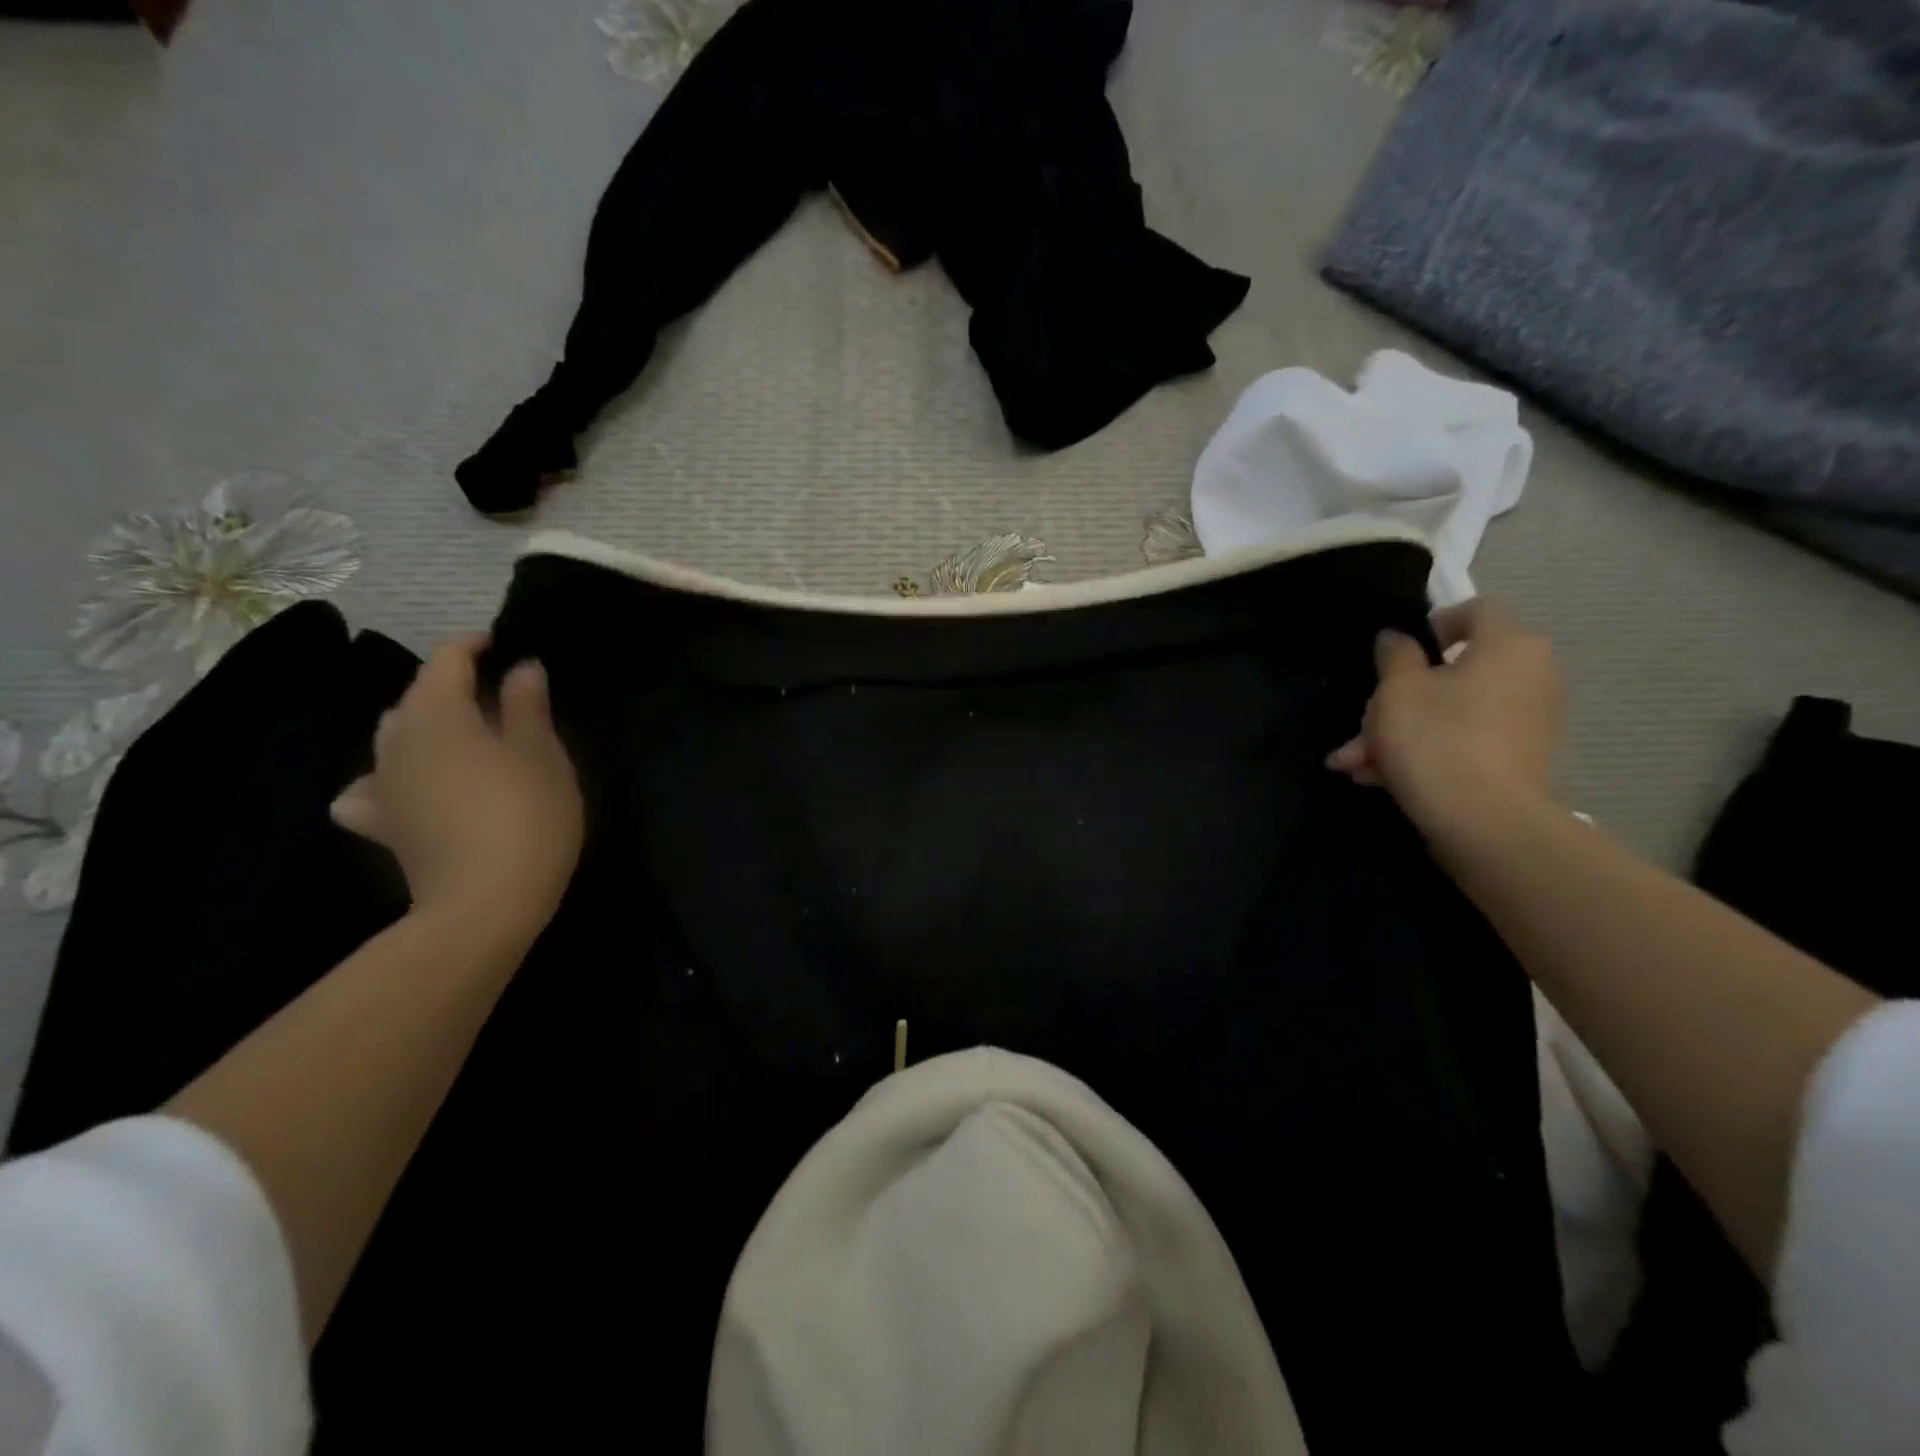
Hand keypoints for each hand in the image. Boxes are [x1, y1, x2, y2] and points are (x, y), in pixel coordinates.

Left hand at [331, 635, 582, 941]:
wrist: (485, 902)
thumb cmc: (527, 816)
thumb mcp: (542, 755)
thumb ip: (528, 706)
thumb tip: (521, 668)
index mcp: (441, 716)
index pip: (446, 660)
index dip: (472, 645)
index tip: (501, 643)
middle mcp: (400, 741)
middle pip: (415, 697)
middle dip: (448, 684)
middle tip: (493, 691)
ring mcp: (384, 784)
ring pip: (392, 736)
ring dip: (422, 724)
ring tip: (459, 732)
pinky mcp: (383, 824)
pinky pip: (372, 788)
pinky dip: (389, 777)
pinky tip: (407, 787)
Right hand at [1325, 598, 1563, 837]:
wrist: (1483, 821)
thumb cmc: (1436, 738)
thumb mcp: (1397, 690)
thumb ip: (1396, 656)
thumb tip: (1398, 638)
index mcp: (1509, 645)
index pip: (1475, 611)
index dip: (1433, 623)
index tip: (1397, 652)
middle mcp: (1531, 675)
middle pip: (1454, 671)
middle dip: (1398, 697)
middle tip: (1361, 721)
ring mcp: (1529, 720)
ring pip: (1451, 711)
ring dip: (1400, 731)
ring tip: (1355, 762)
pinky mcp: (1518, 758)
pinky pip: (1464, 740)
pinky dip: (1426, 751)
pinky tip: (1379, 778)